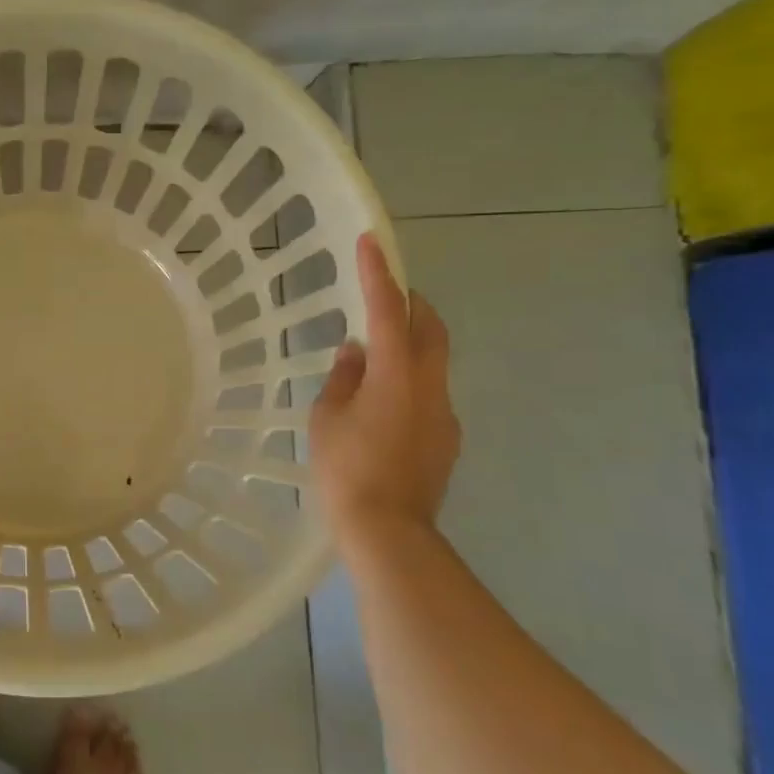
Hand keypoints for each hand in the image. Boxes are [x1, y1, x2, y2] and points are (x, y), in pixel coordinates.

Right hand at [309, 233, 460, 541]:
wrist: (387, 531)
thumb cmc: (346, 469)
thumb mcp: (327, 418)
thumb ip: (343, 378)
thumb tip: (357, 353)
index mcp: (396, 375)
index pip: (387, 311)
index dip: (378, 274)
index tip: (372, 242)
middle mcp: (430, 386)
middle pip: (430, 330)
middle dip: (411, 305)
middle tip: (386, 296)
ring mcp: (444, 414)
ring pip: (434, 363)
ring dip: (411, 347)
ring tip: (376, 359)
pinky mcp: (446, 440)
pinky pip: (430, 395)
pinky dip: (411, 382)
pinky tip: (384, 407)